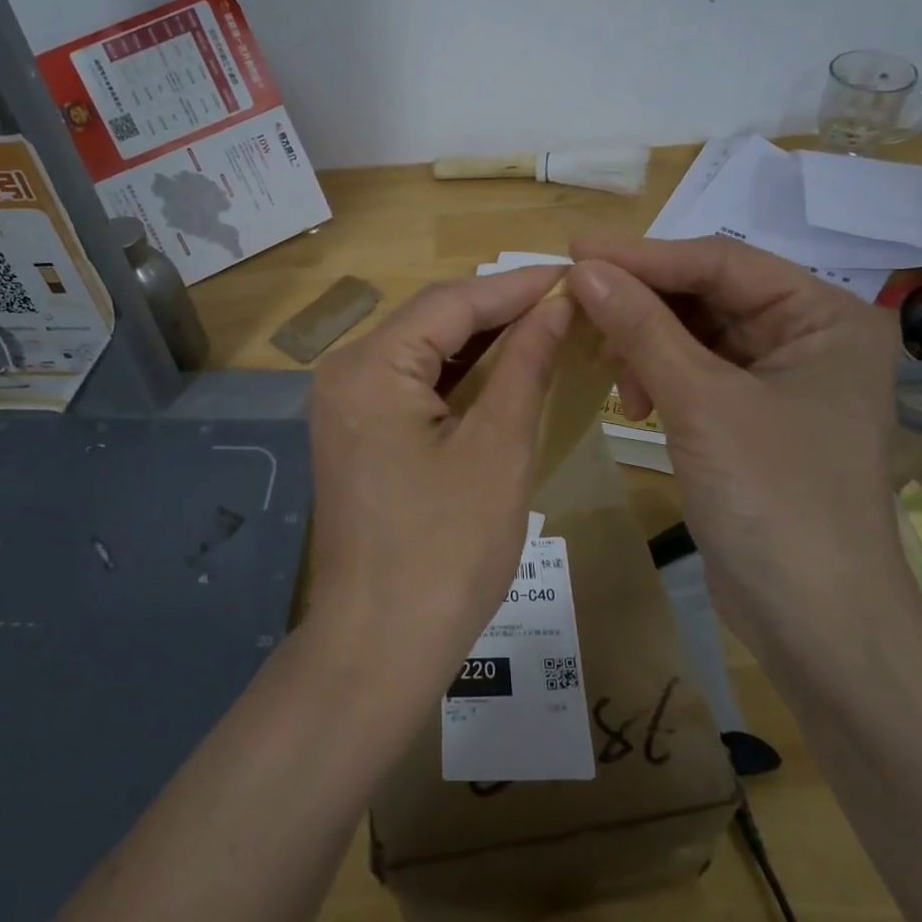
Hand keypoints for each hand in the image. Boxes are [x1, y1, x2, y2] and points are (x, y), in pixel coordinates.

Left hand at [302, 268, 571, 709]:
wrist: (379, 646)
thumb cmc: (446, 551)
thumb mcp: (498, 449)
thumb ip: (526, 364)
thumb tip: (558, 304)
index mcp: (370, 367)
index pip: (451, 302)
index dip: (517, 285)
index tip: (577, 275)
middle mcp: (345, 373)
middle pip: (431, 321)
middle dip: (500, 310)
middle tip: (570, 302)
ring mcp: (344, 405)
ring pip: (422, 351)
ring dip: (482, 342)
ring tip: (549, 328)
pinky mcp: (355, 433)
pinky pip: (410, 386)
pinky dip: (457, 377)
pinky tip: (502, 372)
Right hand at [567, 235, 909, 632]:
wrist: (812, 619)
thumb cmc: (773, 498)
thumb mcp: (701, 402)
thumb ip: (642, 328)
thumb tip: (583, 269)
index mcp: (826, 317)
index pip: (721, 263)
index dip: (644, 255)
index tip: (574, 250)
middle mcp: (809, 338)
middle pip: (707, 296)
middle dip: (641, 304)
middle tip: (576, 304)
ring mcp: (781, 380)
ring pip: (694, 334)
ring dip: (644, 344)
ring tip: (606, 366)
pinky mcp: (751, 417)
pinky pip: (693, 373)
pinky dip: (657, 377)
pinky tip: (632, 401)